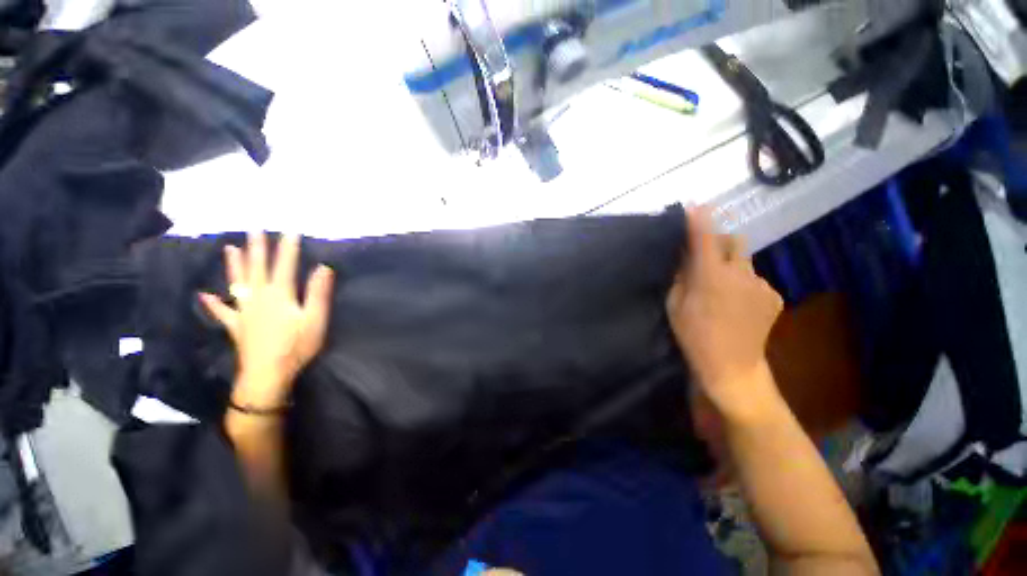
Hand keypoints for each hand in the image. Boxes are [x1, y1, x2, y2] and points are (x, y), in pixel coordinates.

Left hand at [200, 232, 333, 408]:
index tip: (291, 230)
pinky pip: (222, 311)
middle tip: (254, 229)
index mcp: (279, 294)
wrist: (268, 374)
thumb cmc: (296, 346)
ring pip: (237, 282)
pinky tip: (204, 295)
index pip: (285, 265)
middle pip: (257, 268)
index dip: (288, 247)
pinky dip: (213, 303)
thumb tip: (323, 267)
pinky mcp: (236, 325)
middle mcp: (258, 297)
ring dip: (234, 265)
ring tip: (230, 248)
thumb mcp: (315, 319)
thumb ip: (318, 292)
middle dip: (257, 248)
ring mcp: (244, 311)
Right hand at [666, 208, 783, 413]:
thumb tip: (685, 257)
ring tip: (722, 290)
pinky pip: (756, 280)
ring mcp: (762, 284)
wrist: (732, 366)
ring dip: (732, 267)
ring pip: (745, 262)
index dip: (699, 220)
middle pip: (734, 241)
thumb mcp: (674, 305)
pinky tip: (737, 304)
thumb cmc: (694, 335)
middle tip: (707, 257)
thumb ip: (681, 276)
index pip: (704, 238)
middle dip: (720, 242)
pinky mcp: (775, 295)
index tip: (694, 206)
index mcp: (710, 276)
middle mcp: (741, 273)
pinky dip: (744, 284)